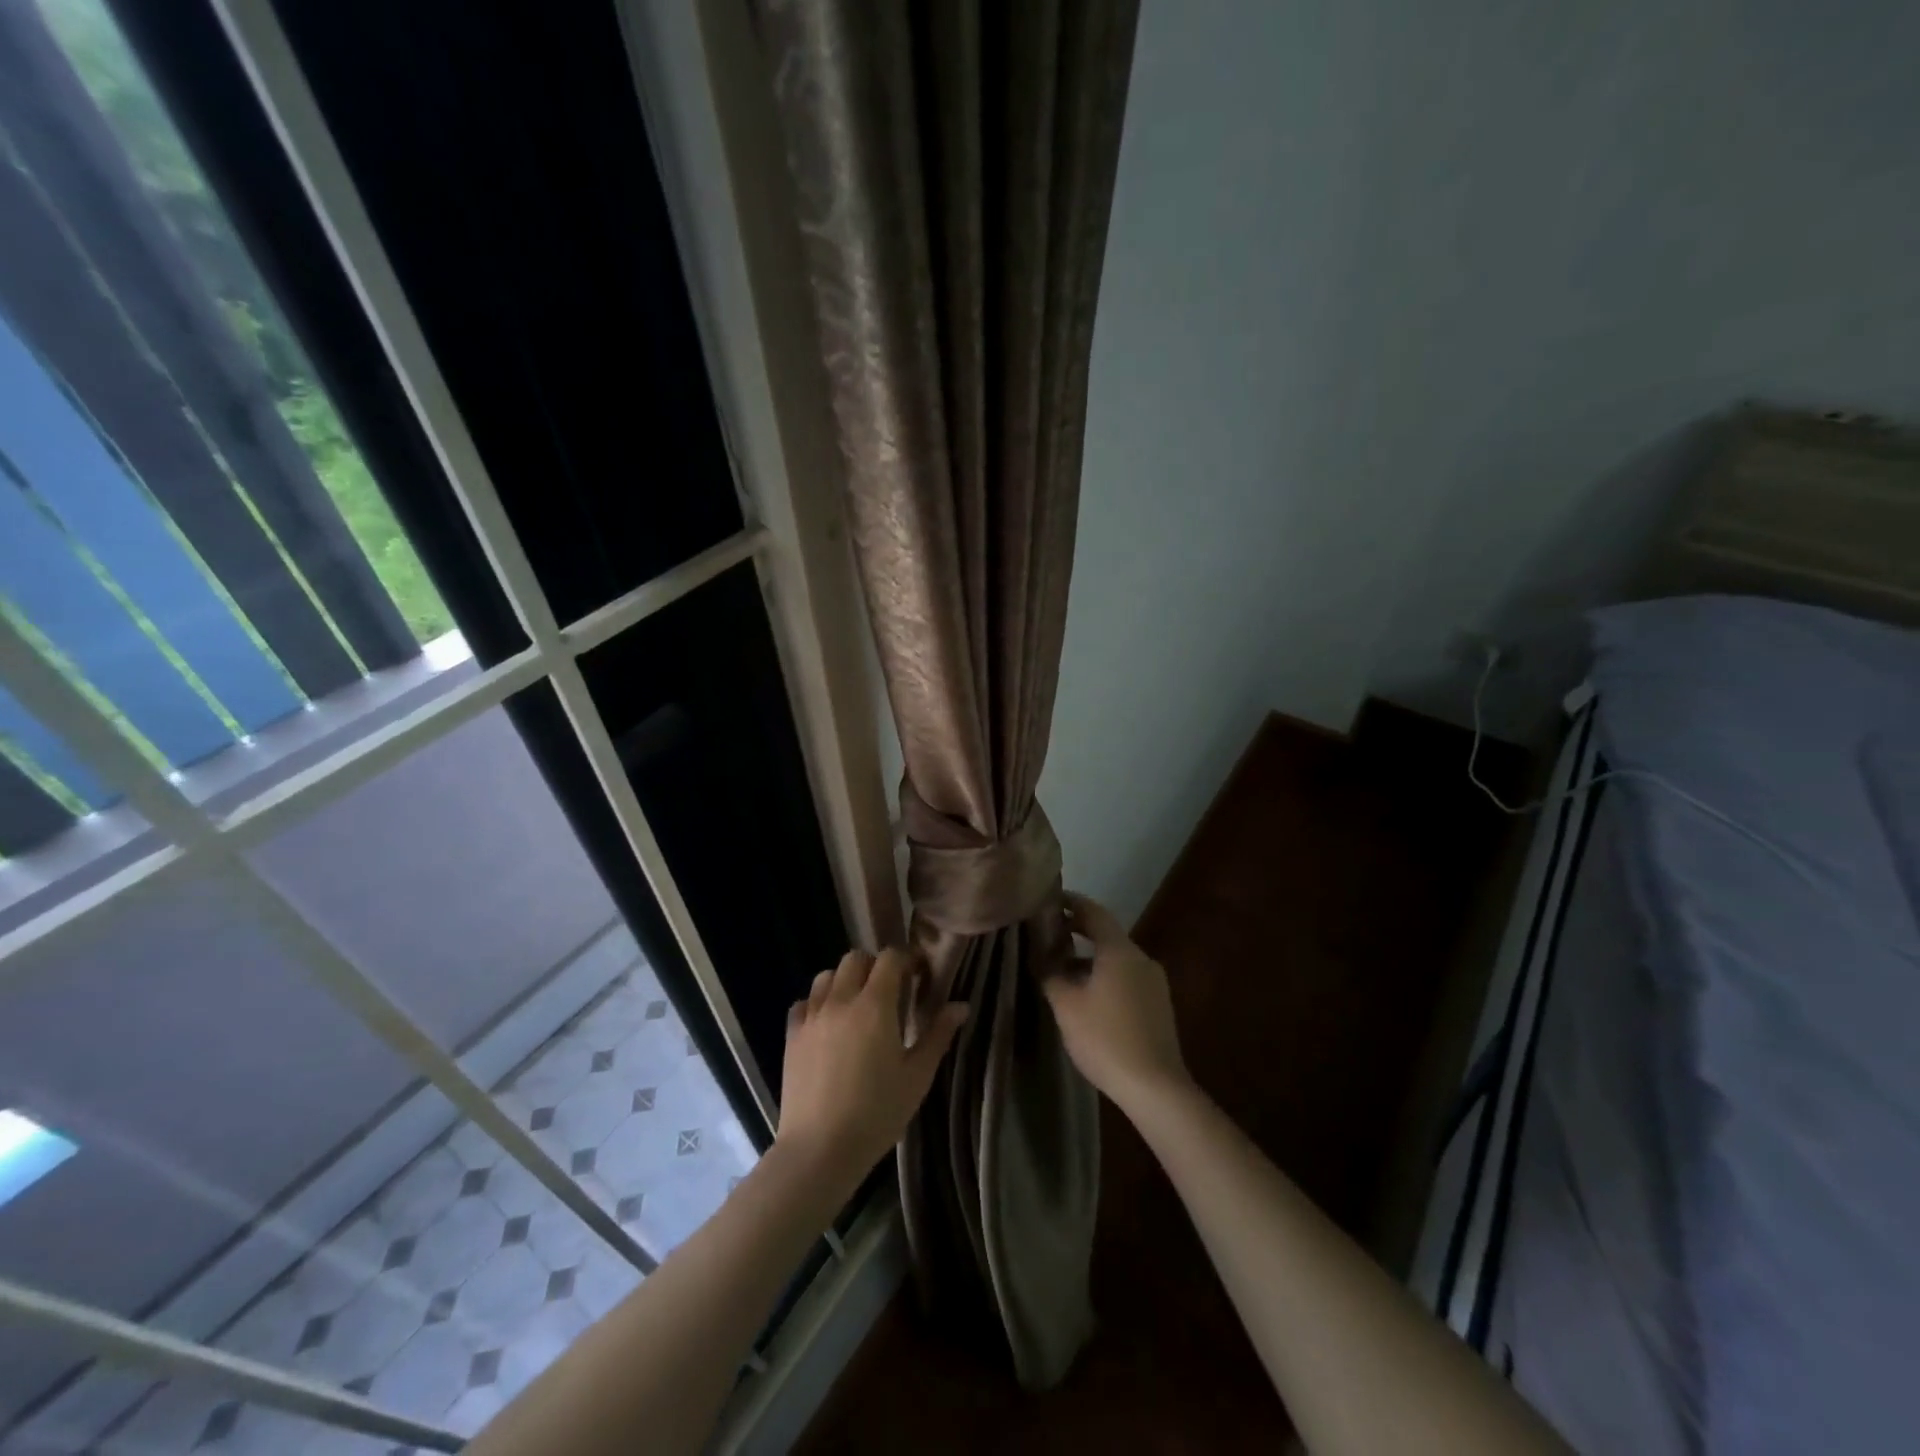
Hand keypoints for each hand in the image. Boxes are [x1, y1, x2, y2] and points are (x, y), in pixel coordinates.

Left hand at [777, 948, 967, 1190]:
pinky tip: (828, 1025)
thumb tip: (960, 1005)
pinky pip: (804, 1002)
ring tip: (857, 1005)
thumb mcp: (917, 1076)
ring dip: (844, 980)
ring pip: (826, 975)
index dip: (906, 959)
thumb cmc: (877, 1113)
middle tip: (890, 991)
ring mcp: (812, 1016)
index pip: (889, 958)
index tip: (918, 975)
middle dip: (875, 966)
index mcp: (875, 1005)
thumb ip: (938, 1035)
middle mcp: (841, 1000)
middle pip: (855, 958)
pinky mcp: (792, 1035)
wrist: (819, 1150)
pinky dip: (817, 1003)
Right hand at [1044, 892, 1190, 1115]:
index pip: (1093, 912)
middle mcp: (1141, 958)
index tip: (1049, 899)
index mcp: (1120, 950)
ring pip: (1117, 958)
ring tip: (1062, 968)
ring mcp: (1154, 982)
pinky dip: (1105, 975)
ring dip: (1090, 957)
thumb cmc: (1105, 1039)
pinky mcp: (1158, 1005)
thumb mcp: (1067, 1005)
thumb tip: (1040, 953)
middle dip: (1078, 930)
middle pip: (1107, 934)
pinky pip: (1127, 977)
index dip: (1071, 902)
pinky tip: (1088, 996)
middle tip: (1049, 932)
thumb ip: (1050, 972)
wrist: (1155, 1087)